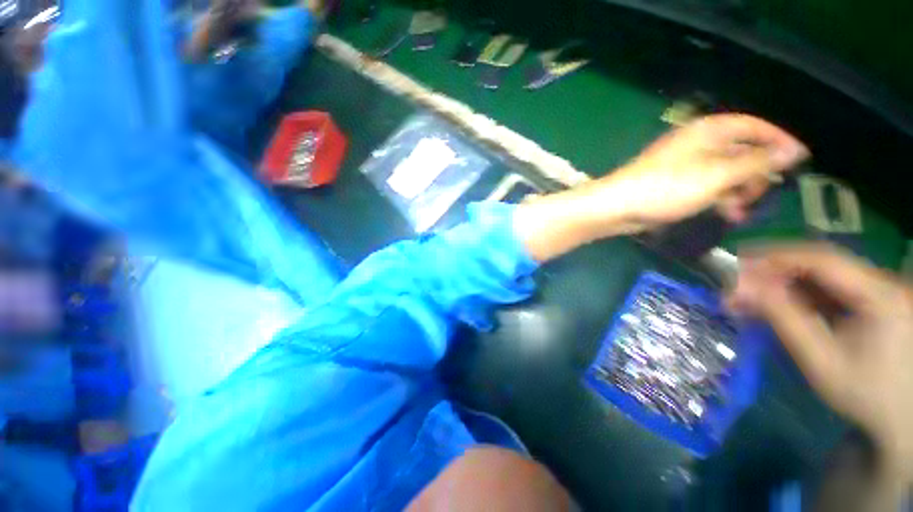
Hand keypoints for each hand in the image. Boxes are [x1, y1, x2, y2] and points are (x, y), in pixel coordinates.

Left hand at [514, 114, 807, 262]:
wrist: (617, 207)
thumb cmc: (666, 188)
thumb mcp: (717, 175)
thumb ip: (755, 162)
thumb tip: (793, 151)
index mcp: (708, 131)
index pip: (753, 126)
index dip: (779, 140)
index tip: (801, 159)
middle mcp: (696, 143)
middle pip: (740, 150)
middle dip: (756, 172)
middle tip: (762, 194)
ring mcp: (683, 164)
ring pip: (723, 172)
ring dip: (737, 190)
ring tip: (740, 211)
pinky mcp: (673, 184)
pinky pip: (705, 186)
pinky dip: (718, 198)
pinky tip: (725, 213)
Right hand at [729, 244, 912, 483]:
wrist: (900, 418)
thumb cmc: (865, 395)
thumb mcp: (821, 361)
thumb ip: (784, 319)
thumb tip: (741, 287)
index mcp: (880, 295)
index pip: (821, 259)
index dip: (775, 256)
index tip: (735, 262)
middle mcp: (881, 283)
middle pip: (819, 263)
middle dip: (773, 270)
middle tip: (735, 283)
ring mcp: (878, 291)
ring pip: (821, 276)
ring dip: (782, 283)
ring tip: (747, 297)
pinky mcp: (871, 302)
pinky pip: (828, 290)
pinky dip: (797, 294)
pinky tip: (775, 305)